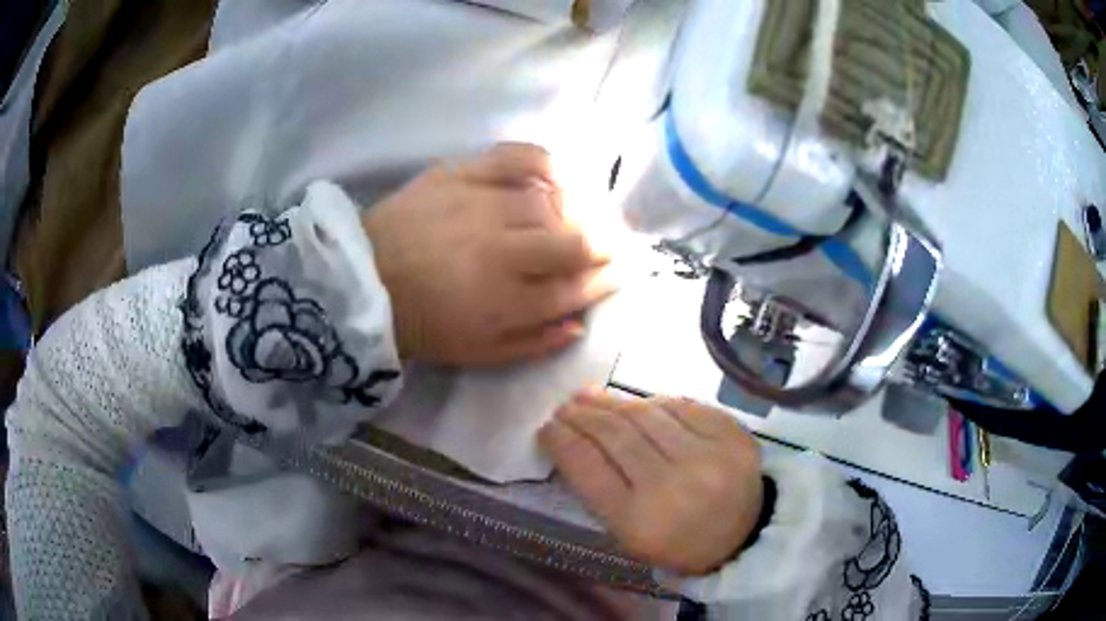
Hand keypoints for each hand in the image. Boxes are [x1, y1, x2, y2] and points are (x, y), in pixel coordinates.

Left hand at [362, 143, 614, 365]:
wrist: (364, 279)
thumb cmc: (422, 322)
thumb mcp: (478, 353)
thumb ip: (533, 343)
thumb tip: (579, 324)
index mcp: (507, 302)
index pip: (576, 286)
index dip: (606, 278)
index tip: (621, 271)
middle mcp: (503, 251)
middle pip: (575, 241)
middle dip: (604, 243)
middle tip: (610, 241)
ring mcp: (483, 206)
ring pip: (553, 201)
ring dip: (581, 208)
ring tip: (588, 211)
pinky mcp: (461, 174)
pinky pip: (518, 157)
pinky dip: (546, 161)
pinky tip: (557, 173)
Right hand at [538, 392, 762, 575]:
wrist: (743, 536)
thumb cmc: (676, 542)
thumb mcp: (628, 535)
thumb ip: (598, 491)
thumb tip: (571, 439)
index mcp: (640, 523)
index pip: (588, 468)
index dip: (561, 441)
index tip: (547, 428)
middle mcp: (673, 486)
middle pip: (615, 435)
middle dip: (583, 415)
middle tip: (566, 405)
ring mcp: (708, 456)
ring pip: (647, 414)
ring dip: (613, 401)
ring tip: (592, 396)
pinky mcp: (733, 435)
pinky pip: (683, 406)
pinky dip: (655, 402)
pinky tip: (639, 403)